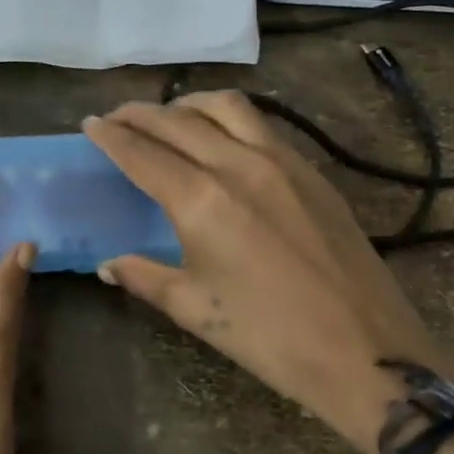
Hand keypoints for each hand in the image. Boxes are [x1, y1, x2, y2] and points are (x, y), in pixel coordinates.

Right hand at [83, 92, 453, 453]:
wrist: (363, 349)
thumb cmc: (270, 338)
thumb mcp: (196, 310)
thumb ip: (146, 277)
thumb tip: (109, 264)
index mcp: (203, 200)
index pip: (144, 153)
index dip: (111, 136)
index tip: (90, 123)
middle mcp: (240, 165)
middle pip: (180, 121)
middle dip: (141, 114)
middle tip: (118, 117)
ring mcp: (284, 162)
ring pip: (228, 108)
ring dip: (190, 105)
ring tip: (170, 117)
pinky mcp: (314, 172)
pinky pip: (263, 127)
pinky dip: (230, 119)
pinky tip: (224, 139)